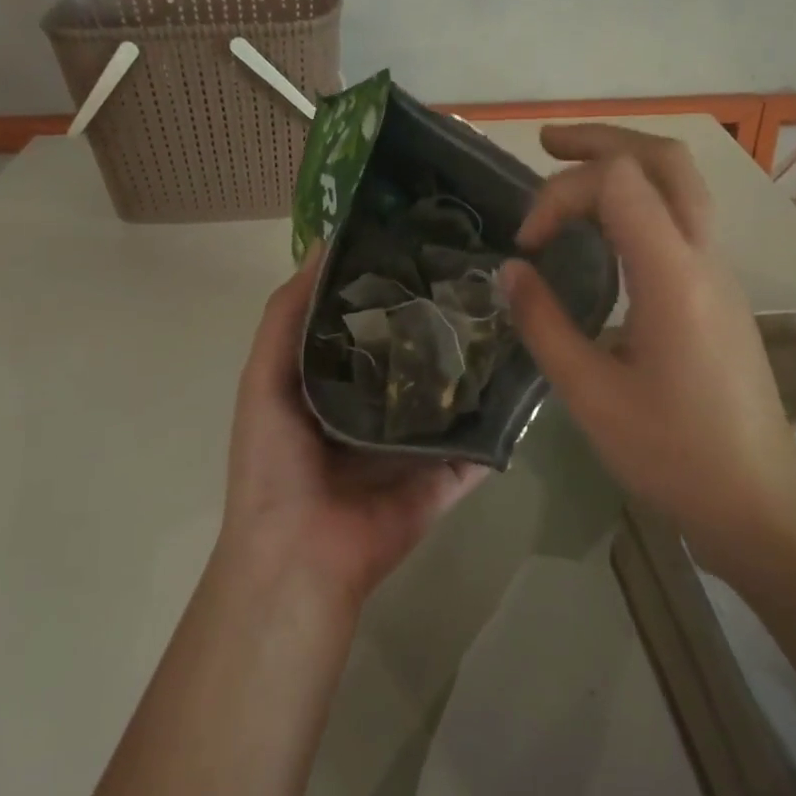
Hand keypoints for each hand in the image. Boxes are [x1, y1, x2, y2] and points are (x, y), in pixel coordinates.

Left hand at [217, 247, 487, 614]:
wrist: (299, 554)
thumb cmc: (274, 460)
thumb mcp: (264, 377)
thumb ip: (287, 315)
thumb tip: (323, 243)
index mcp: (335, 383)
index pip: (369, 323)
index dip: (392, 285)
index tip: (427, 242)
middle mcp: (378, 408)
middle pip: (417, 356)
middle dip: (441, 320)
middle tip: (484, 272)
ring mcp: (416, 444)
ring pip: (452, 396)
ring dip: (476, 365)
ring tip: (515, 314)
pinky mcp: (445, 476)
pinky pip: (479, 445)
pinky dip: (501, 421)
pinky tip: (531, 379)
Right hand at [502, 125, 795, 555]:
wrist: (757, 496)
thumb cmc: (671, 453)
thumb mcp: (590, 395)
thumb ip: (544, 324)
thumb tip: (511, 271)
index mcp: (672, 276)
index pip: (618, 182)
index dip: (560, 194)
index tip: (527, 245)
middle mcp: (704, 257)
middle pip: (664, 158)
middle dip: (602, 138)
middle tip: (546, 143)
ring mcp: (719, 270)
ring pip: (681, 181)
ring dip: (625, 160)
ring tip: (569, 168)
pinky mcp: (719, 289)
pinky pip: (683, 214)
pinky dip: (640, 195)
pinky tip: (605, 224)